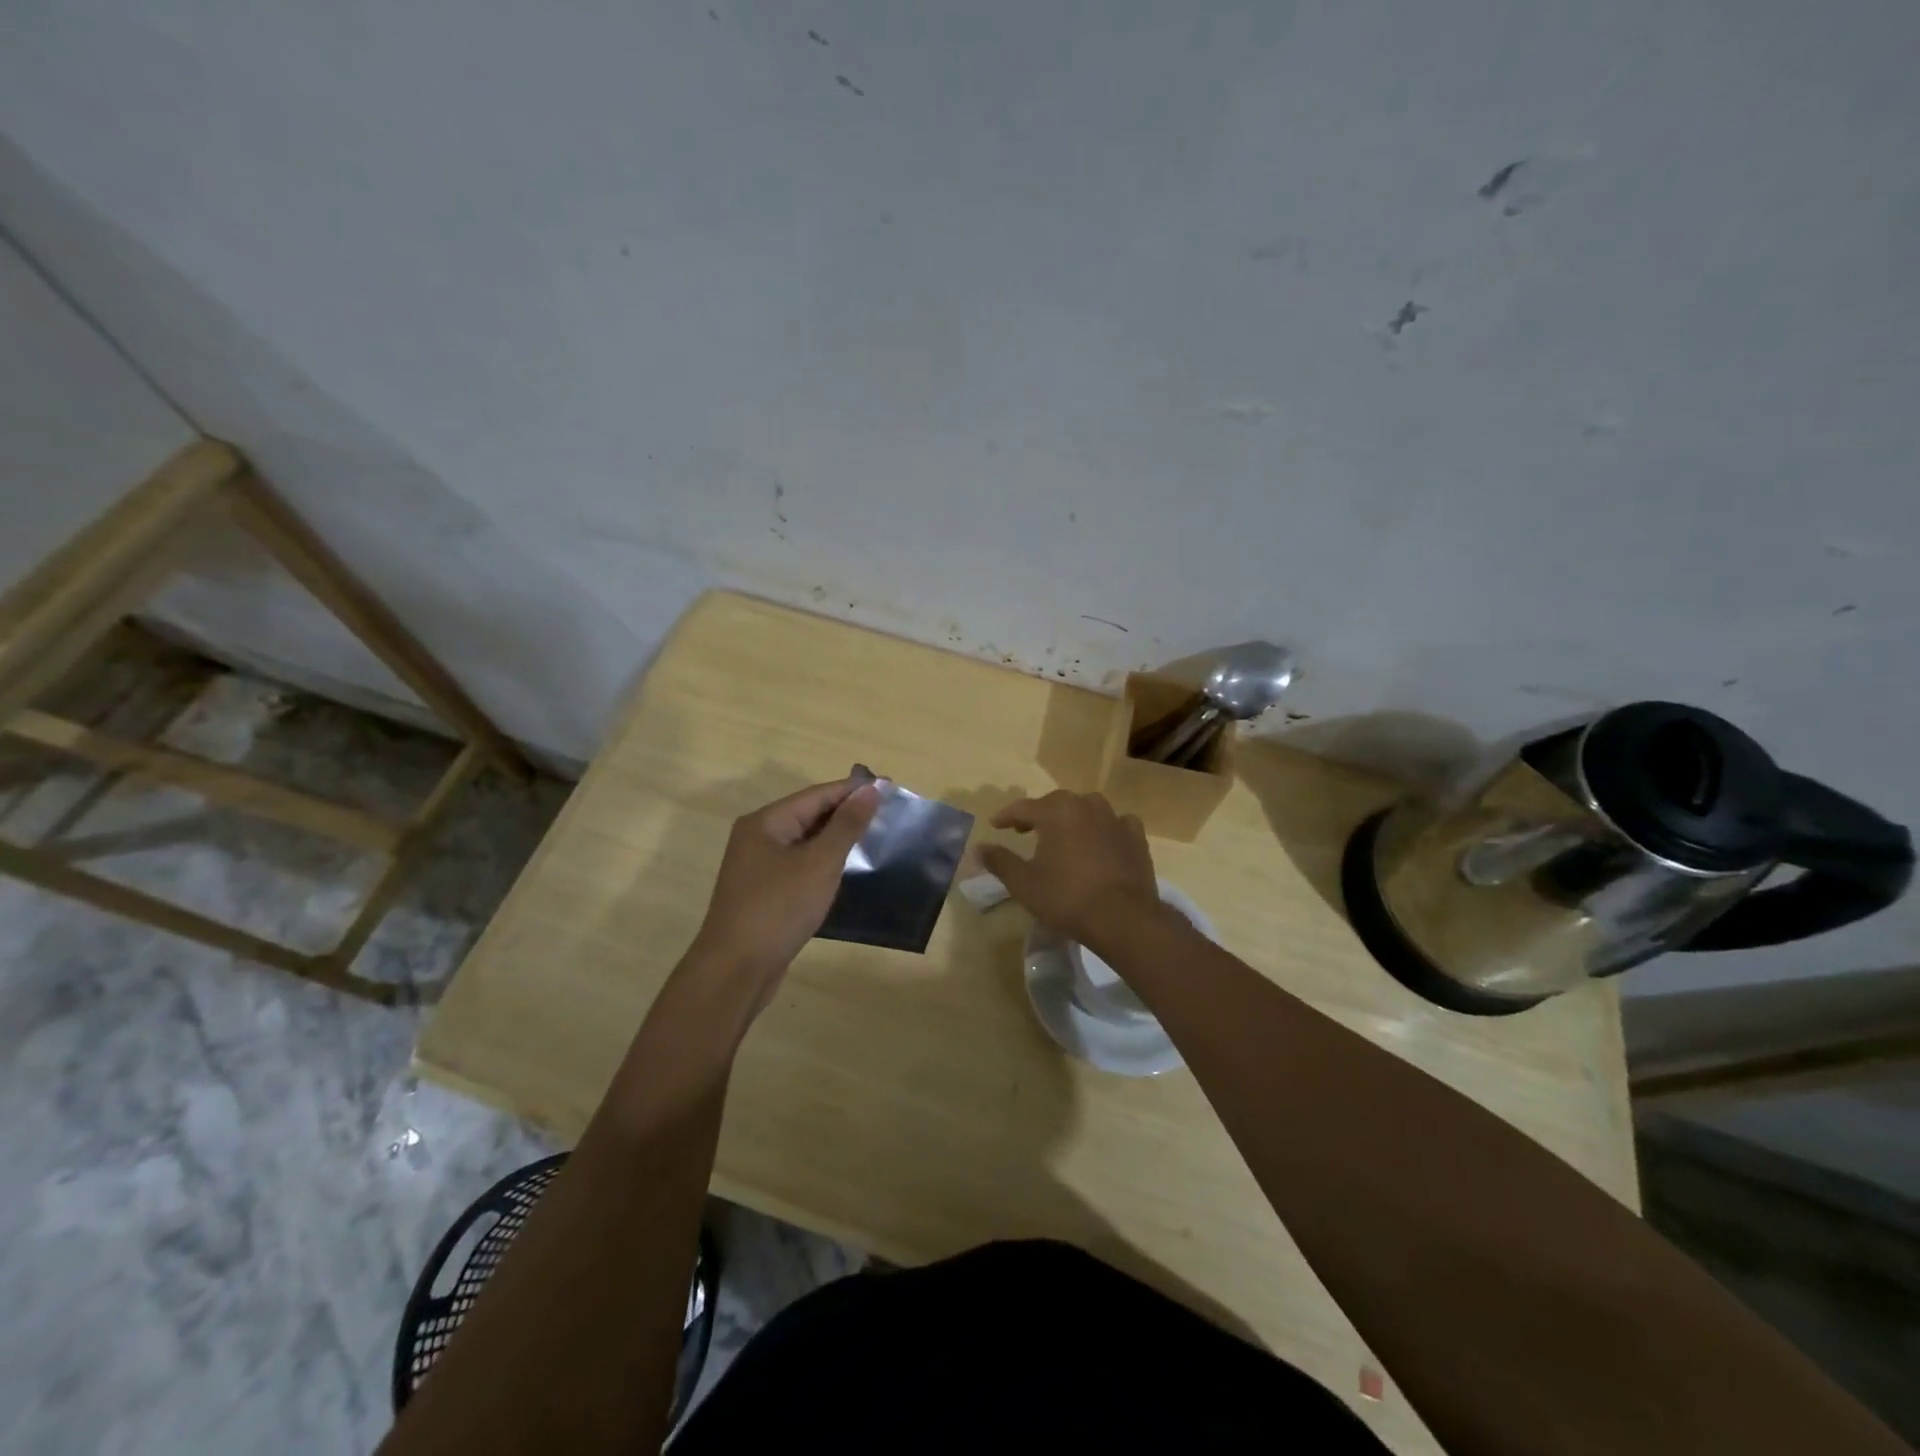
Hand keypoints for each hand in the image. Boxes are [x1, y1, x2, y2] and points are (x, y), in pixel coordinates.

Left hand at [689, 776, 881, 1000]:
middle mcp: (757, 837)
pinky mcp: (763, 892)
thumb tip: (871, 789)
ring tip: (873, 836)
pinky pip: (798, 864)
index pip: (817, 795)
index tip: (889, 787)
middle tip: (886, 812)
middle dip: (846, 812)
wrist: (736, 970)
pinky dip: (822, 861)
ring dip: (836, 837)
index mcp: (766, 822)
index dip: (853, 790)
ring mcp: (757, 866)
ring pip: (804, 841)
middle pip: (808, 814)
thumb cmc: (779, 908)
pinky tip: (844, 868)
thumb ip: (847, 825)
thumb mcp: (820, 863)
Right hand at [979, 790, 1164, 947]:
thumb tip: (979, 848)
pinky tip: (1101, 841)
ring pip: (1087, 809)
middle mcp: (1086, 805)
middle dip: (1038, 814)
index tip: (995, 825)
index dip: (1006, 816)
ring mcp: (1115, 819)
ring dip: (1072, 818)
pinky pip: (1115, 824)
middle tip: (1025, 830)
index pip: (1023, 807)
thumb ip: (1000, 861)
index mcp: (1057, 811)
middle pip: (1056, 803)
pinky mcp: (1136, 837)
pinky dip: (1104, 829)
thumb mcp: (1023, 883)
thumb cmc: (1066, 897)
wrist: (1123, 918)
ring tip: (1062, 835)